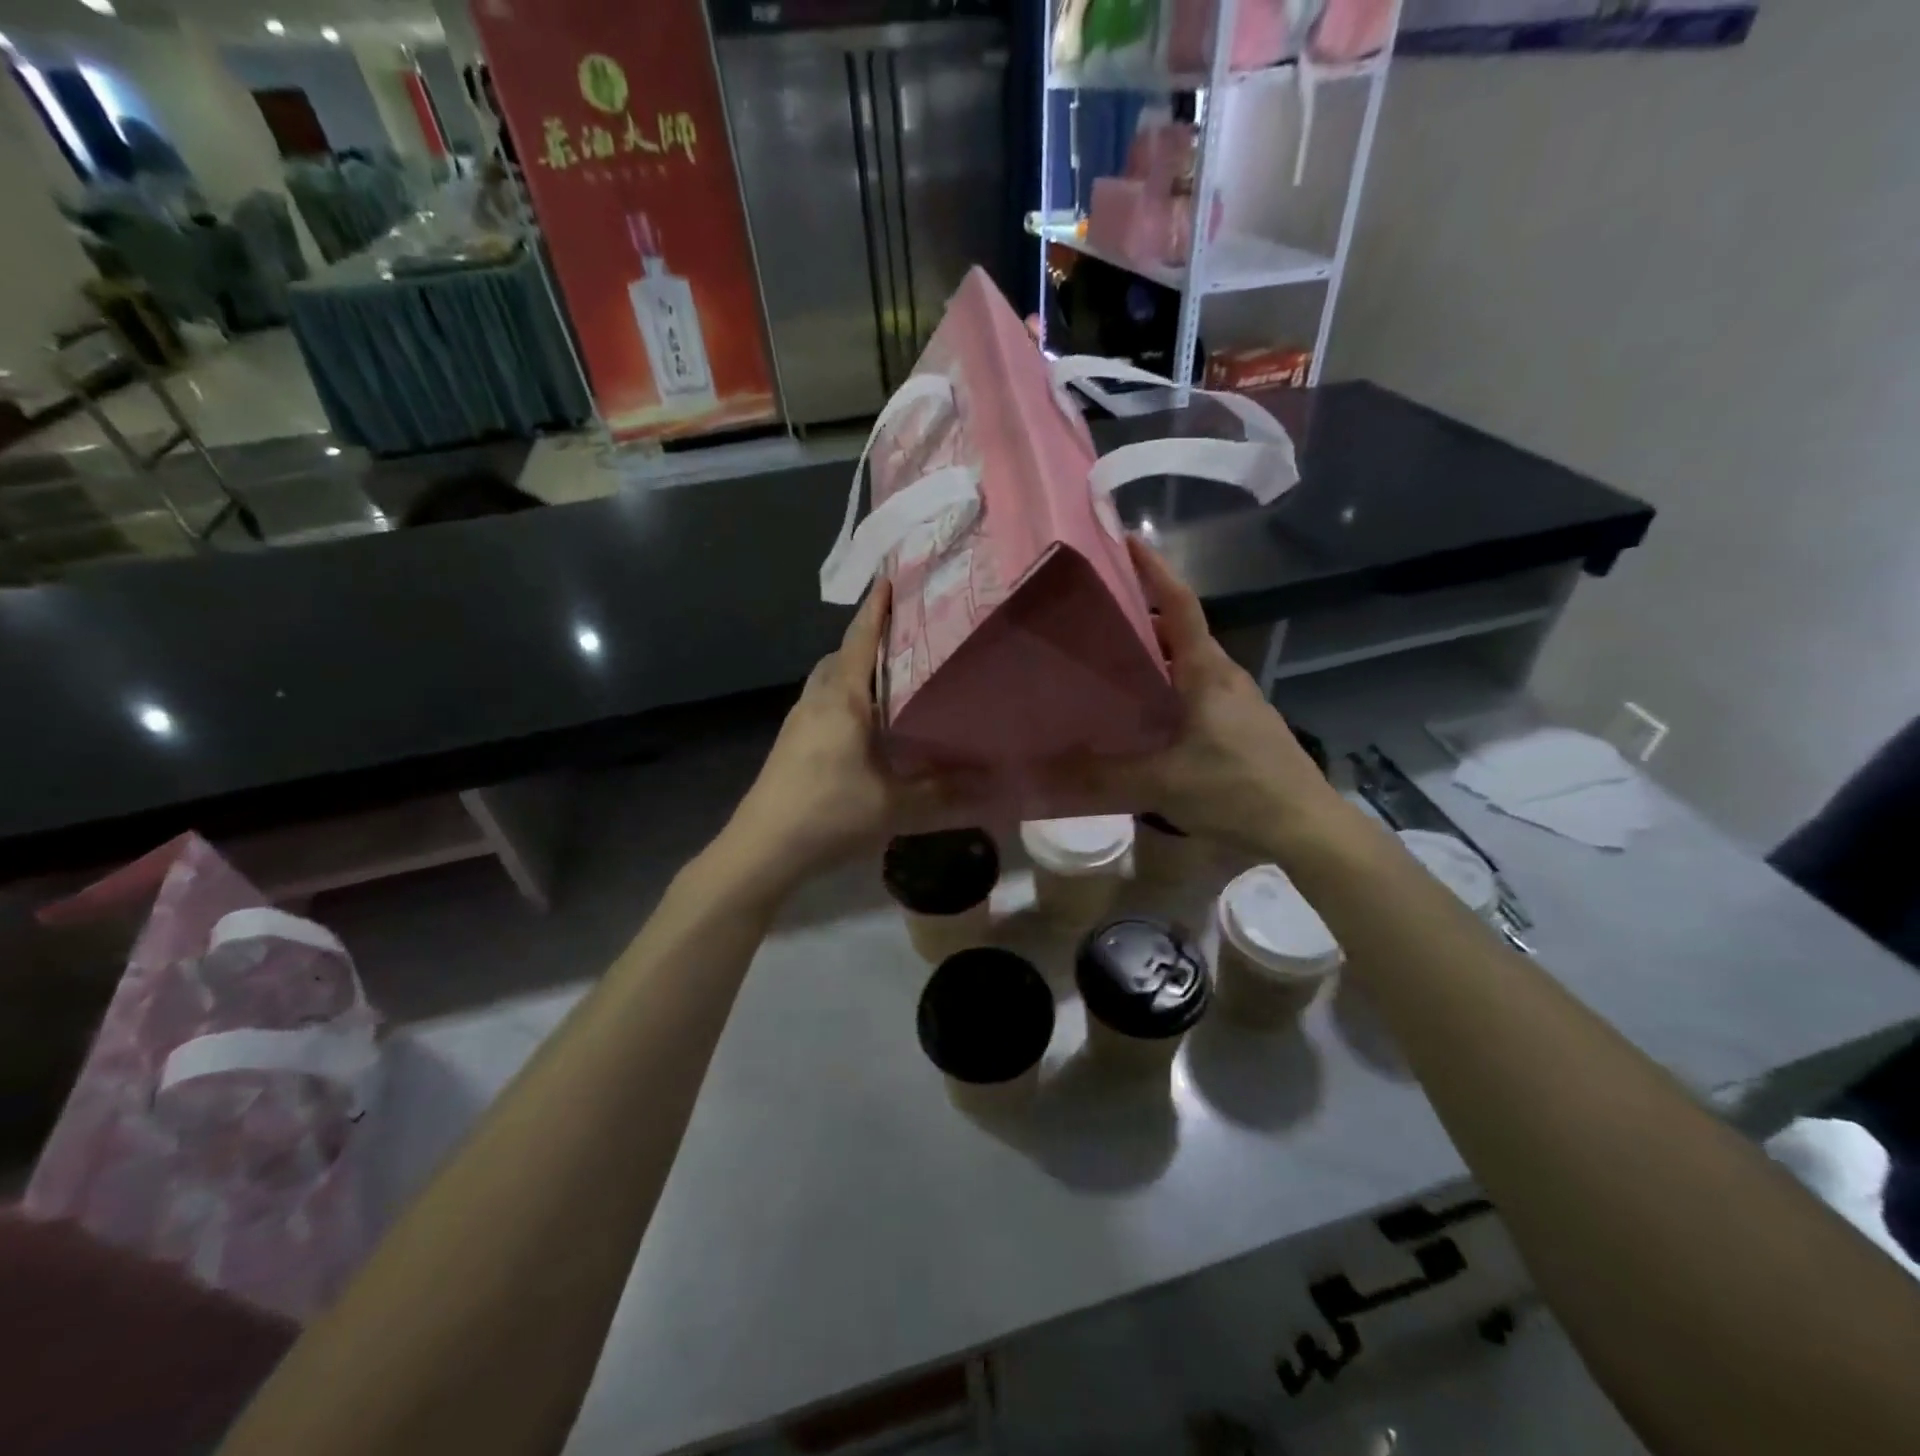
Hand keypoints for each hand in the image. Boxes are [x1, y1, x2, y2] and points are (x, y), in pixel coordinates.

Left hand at [723, 583, 965, 888]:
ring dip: (857, 665)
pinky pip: (825, 698)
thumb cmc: (829, 814)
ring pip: (831, 677)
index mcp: (843, 699)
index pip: (861, 639)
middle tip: (911, 630)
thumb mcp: (895, 806)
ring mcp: (799, 718)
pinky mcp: (792, 740)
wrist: (762, 848)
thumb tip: (993, 783)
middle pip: (844, 653)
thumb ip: (945, 793)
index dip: (878, 607)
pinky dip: (847, 691)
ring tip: (894, 671)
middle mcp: (818, 698)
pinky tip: (868, 717)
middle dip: (871, 635)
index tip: (893, 577)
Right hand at [1088, 537, 1351, 859]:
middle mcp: (1224, 676)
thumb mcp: (1162, 783)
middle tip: (1096, 619)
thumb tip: (1048, 772)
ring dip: (1156, 657)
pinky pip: (1199, 691)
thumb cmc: (1235, 789)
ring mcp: (1238, 701)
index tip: (1128, 541)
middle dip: (1142, 619)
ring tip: (1113, 666)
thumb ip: (1105, 775)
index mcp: (1206, 672)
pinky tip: (1149, 716)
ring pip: (1190, 664)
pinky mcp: (1243, 725)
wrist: (1305, 825)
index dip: (1154, 571)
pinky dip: (1170, 687)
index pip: (1179, 605)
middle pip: (1180, 633)